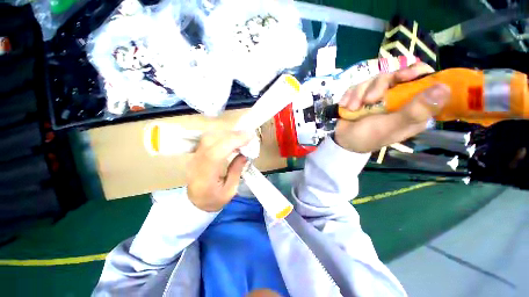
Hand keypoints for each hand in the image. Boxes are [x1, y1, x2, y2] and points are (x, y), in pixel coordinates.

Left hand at [187, 131, 252, 211]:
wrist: (194, 202)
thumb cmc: (214, 199)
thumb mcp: (230, 191)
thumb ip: (236, 171)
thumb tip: (245, 154)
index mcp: (205, 176)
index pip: (216, 153)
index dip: (233, 141)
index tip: (249, 136)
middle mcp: (197, 162)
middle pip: (211, 140)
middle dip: (232, 135)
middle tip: (248, 136)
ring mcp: (194, 156)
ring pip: (209, 136)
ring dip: (227, 133)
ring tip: (241, 137)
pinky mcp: (197, 152)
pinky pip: (209, 138)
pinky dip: (222, 135)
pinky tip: (231, 139)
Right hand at [334, 62, 450, 152]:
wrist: (342, 140)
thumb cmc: (367, 137)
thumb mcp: (391, 126)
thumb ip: (415, 111)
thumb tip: (444, 88)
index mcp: (413, 107)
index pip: (423, 81)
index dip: (416, 73)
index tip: (403, 76)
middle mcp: (398, 98)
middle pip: (395, 75)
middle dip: (378, 86)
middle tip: (368, 100)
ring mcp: (378, 95)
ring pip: (373, 79)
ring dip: (359, 94)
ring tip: (352, 109)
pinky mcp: (361, 95)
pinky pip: (357, 85)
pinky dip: (349, 95)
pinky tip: (345, 106)